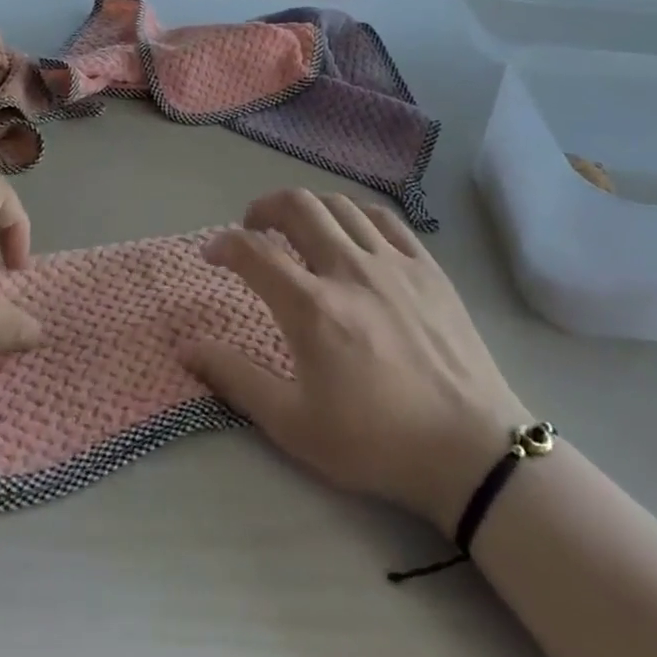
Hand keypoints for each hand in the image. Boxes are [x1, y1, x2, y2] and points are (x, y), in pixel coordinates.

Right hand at [183, 189, 528, 536]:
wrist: (470, 451)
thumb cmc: (375, 442)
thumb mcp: (293, 423)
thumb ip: (235, 378)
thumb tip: (185, 348)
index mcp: (312, 307)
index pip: (253, 251)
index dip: (223, 244)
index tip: (211, 254)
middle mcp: (349, 269)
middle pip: (297, 206)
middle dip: (263, 208)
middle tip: (253, 229)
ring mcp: (393, 262)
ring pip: (340, 205)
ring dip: (308, 207)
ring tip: (298, 228)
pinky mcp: (428, 267)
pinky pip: (385, 218)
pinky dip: (356, 213)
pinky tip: (352, 232)